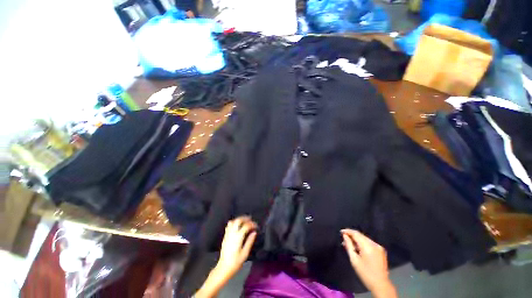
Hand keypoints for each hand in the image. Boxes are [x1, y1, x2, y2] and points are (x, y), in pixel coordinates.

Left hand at [195, 216, 256, 297]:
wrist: (223, 268)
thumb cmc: (235, 262)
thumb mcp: (245, 253)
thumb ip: (250, 241)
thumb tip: (254, 232)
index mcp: (238, 237)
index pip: (246, 226)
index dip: (252, 224)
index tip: (256, 226)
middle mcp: (232, 234)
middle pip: (238, 220)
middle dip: (245, 218)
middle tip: (251, 219)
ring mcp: (227, 234)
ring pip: (233, 221)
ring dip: (239, 219)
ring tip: (244, 220)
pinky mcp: (225, 236)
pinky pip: (228, 225)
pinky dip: (234, 222)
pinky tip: (237, 225)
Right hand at [341, 229, 396, 297]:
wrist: (381, 285)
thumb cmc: (365, 273)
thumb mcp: (354, 260)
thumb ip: (349, 246)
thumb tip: (345, 236)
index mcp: (368, 246)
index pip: (356, 234)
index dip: (348, 231)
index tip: (341, 232)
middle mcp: (374, 244)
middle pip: (361, 235)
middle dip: (352, 236)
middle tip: (344, 239)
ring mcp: (379, 247)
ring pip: (365, 239)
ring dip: (357, 240)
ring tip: (350, 244)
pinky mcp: (381, 250)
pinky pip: (369, 243)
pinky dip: (363, 243)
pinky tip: (358, 248)